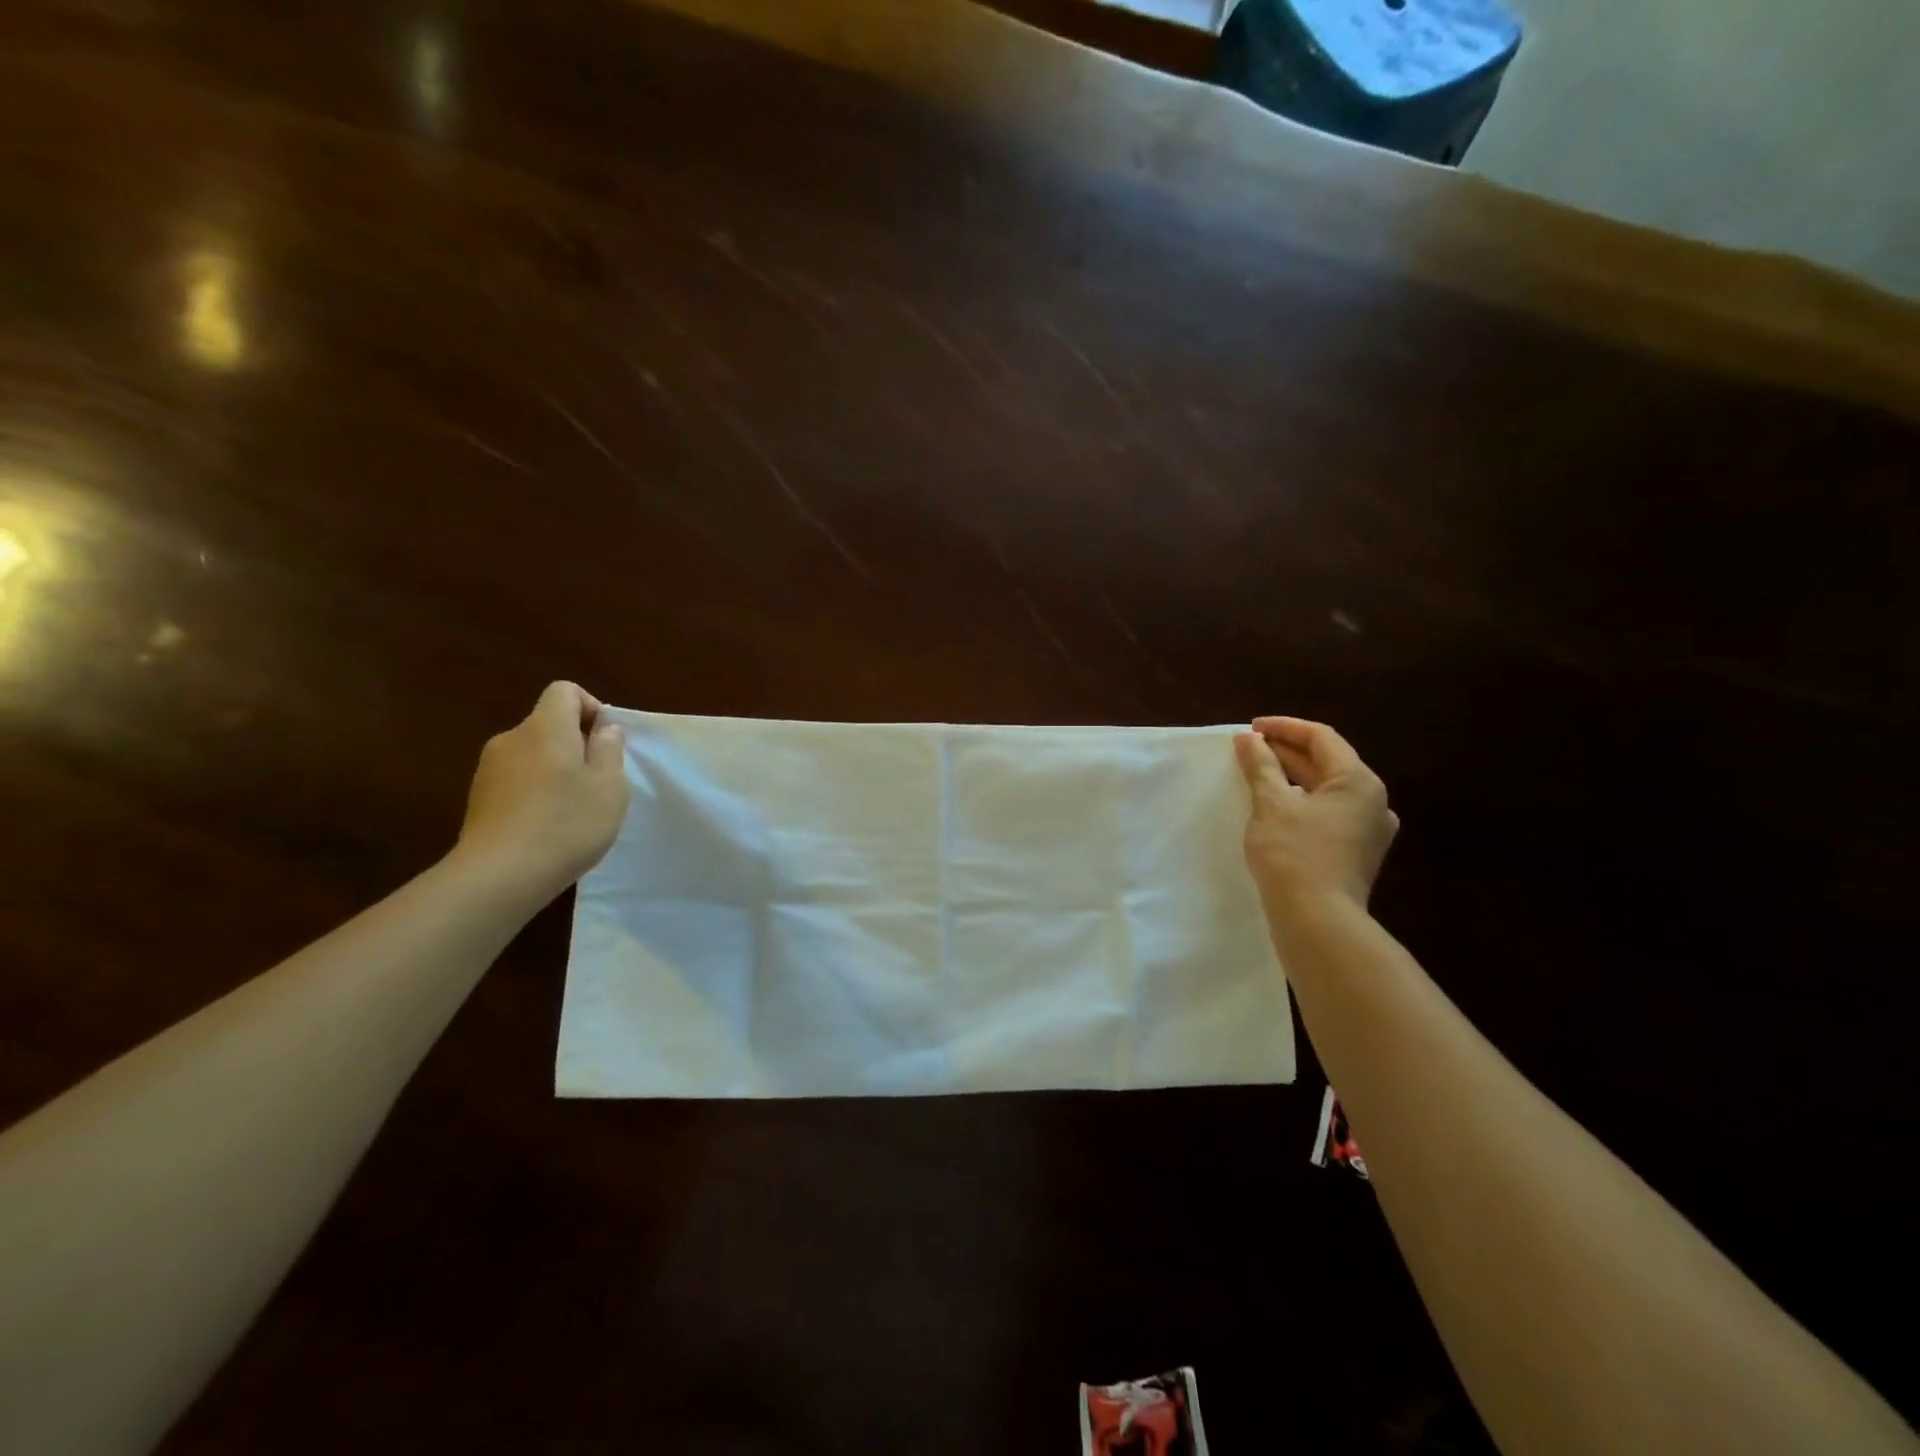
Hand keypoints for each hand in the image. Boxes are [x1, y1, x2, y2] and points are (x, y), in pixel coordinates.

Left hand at [455, 682, 629, 901]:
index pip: (564, 691)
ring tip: (573, 809)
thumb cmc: (567, 823)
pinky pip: (517, 780)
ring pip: (533, 754)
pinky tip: (548, 826)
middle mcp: (512, 739)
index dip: (590, 707)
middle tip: (598, 782)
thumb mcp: (610, 786)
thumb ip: (609, 749)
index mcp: (546, 728)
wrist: (499, 875)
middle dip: (576, 744)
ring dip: (556, 770)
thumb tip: (603, 728)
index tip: (605, 741)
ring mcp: (489, 769)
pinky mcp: (478, 798)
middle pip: (548, 724)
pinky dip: (536, 791)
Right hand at [1234, 716, 1397, 916]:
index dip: (1284, 727)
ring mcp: (1368, 830)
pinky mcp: (1357, 853)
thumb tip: (1248, 739)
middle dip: (1286, 751)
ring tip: (1258, 773)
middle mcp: (1373, 801)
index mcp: (1359, 781)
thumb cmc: (1294, 854)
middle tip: (1248, 749)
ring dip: (1293, 776)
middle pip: (1327, 762)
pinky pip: (1329, 813)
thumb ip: (1261, 766)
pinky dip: (1302, 801)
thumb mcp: (1271, 804)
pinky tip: (1277, 807)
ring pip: (1327, 789)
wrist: (1317, 920)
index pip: (1321, 738)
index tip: (1250, 729)